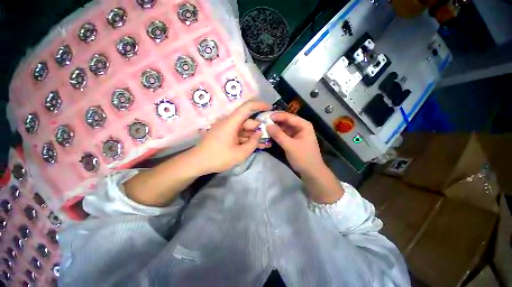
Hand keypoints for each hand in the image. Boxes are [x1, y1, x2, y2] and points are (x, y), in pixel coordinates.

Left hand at [191, 100, 270, 173]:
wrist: (197, 163)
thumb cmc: (219, 157)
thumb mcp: (240, 153)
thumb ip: (253, 142)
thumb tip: (259, 133)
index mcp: (231, 122)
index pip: (247, 107)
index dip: (259, 105)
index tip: (270, 108)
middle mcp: (229, 122)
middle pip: (248, 121)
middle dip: (260, 128)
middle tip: (270, 136)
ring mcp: (227, 129)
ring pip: (244, 129)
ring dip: (254, 136)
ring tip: (266, 144)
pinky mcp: (225, 135)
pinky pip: (239, 135)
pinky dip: (247, 139)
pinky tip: (256, 146)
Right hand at [267, 112, 343, 203]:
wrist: (311, 172)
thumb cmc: (303, 158)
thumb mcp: (290, 146)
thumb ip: (278, 135)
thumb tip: (267, 125)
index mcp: (303, 125)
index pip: (288, 116)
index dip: (276, 116)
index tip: (264, 117)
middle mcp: (300, 127)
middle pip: (286, 121)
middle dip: (274, 121)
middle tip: (262, 121)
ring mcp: (297, 133)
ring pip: (284, 127)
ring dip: (275, 127)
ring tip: (263, 126)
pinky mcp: (293, 140)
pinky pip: (284, 134)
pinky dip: (277, 134)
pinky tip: (269, 133)